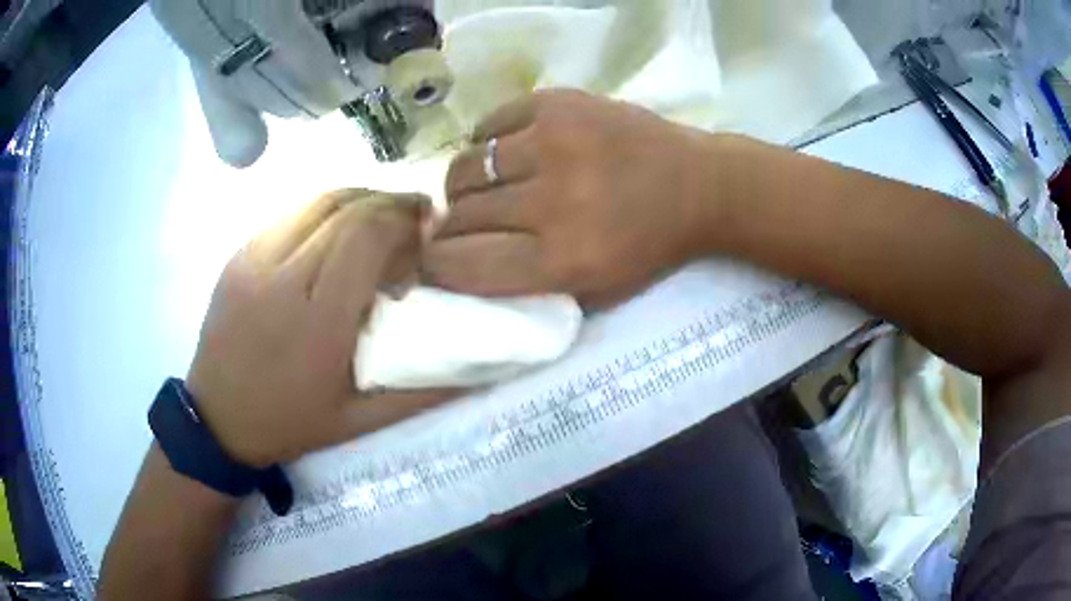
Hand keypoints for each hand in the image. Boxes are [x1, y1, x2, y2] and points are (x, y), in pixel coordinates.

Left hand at [186, 190, 453, 467]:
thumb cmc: (289, 423)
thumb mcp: (360, 421)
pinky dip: (327, 211)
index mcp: (317, 322)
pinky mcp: (239, 254)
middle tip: (416, 220)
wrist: (217, 419)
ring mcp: (254, 258)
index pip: (368, 236)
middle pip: (348, 208)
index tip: (429, 233)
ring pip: (320, 200)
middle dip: (392, 204)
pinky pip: (292, 213)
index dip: (406, 222)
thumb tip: (479, 368)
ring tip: (382, 221)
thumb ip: (421, 391)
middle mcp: (283, 277)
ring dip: (361, 200)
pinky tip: (337, 234)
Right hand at [422, 90, 718, 307]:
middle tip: (460, 222)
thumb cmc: (648, 247)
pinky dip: (486, 141)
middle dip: (451, 224)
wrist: (699, 185)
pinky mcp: (558, 103)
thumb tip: (456, 268)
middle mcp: (552, 202)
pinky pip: (490, 124)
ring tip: (479, 187)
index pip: (462, 265)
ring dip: (463, 184)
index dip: (436, 264)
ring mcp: (554, 143)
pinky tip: (504, 152)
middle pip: (462, 215)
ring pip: (467, 166)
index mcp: (563, 260)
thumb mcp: (595, 292)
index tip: (433, 258)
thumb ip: (527, 289)